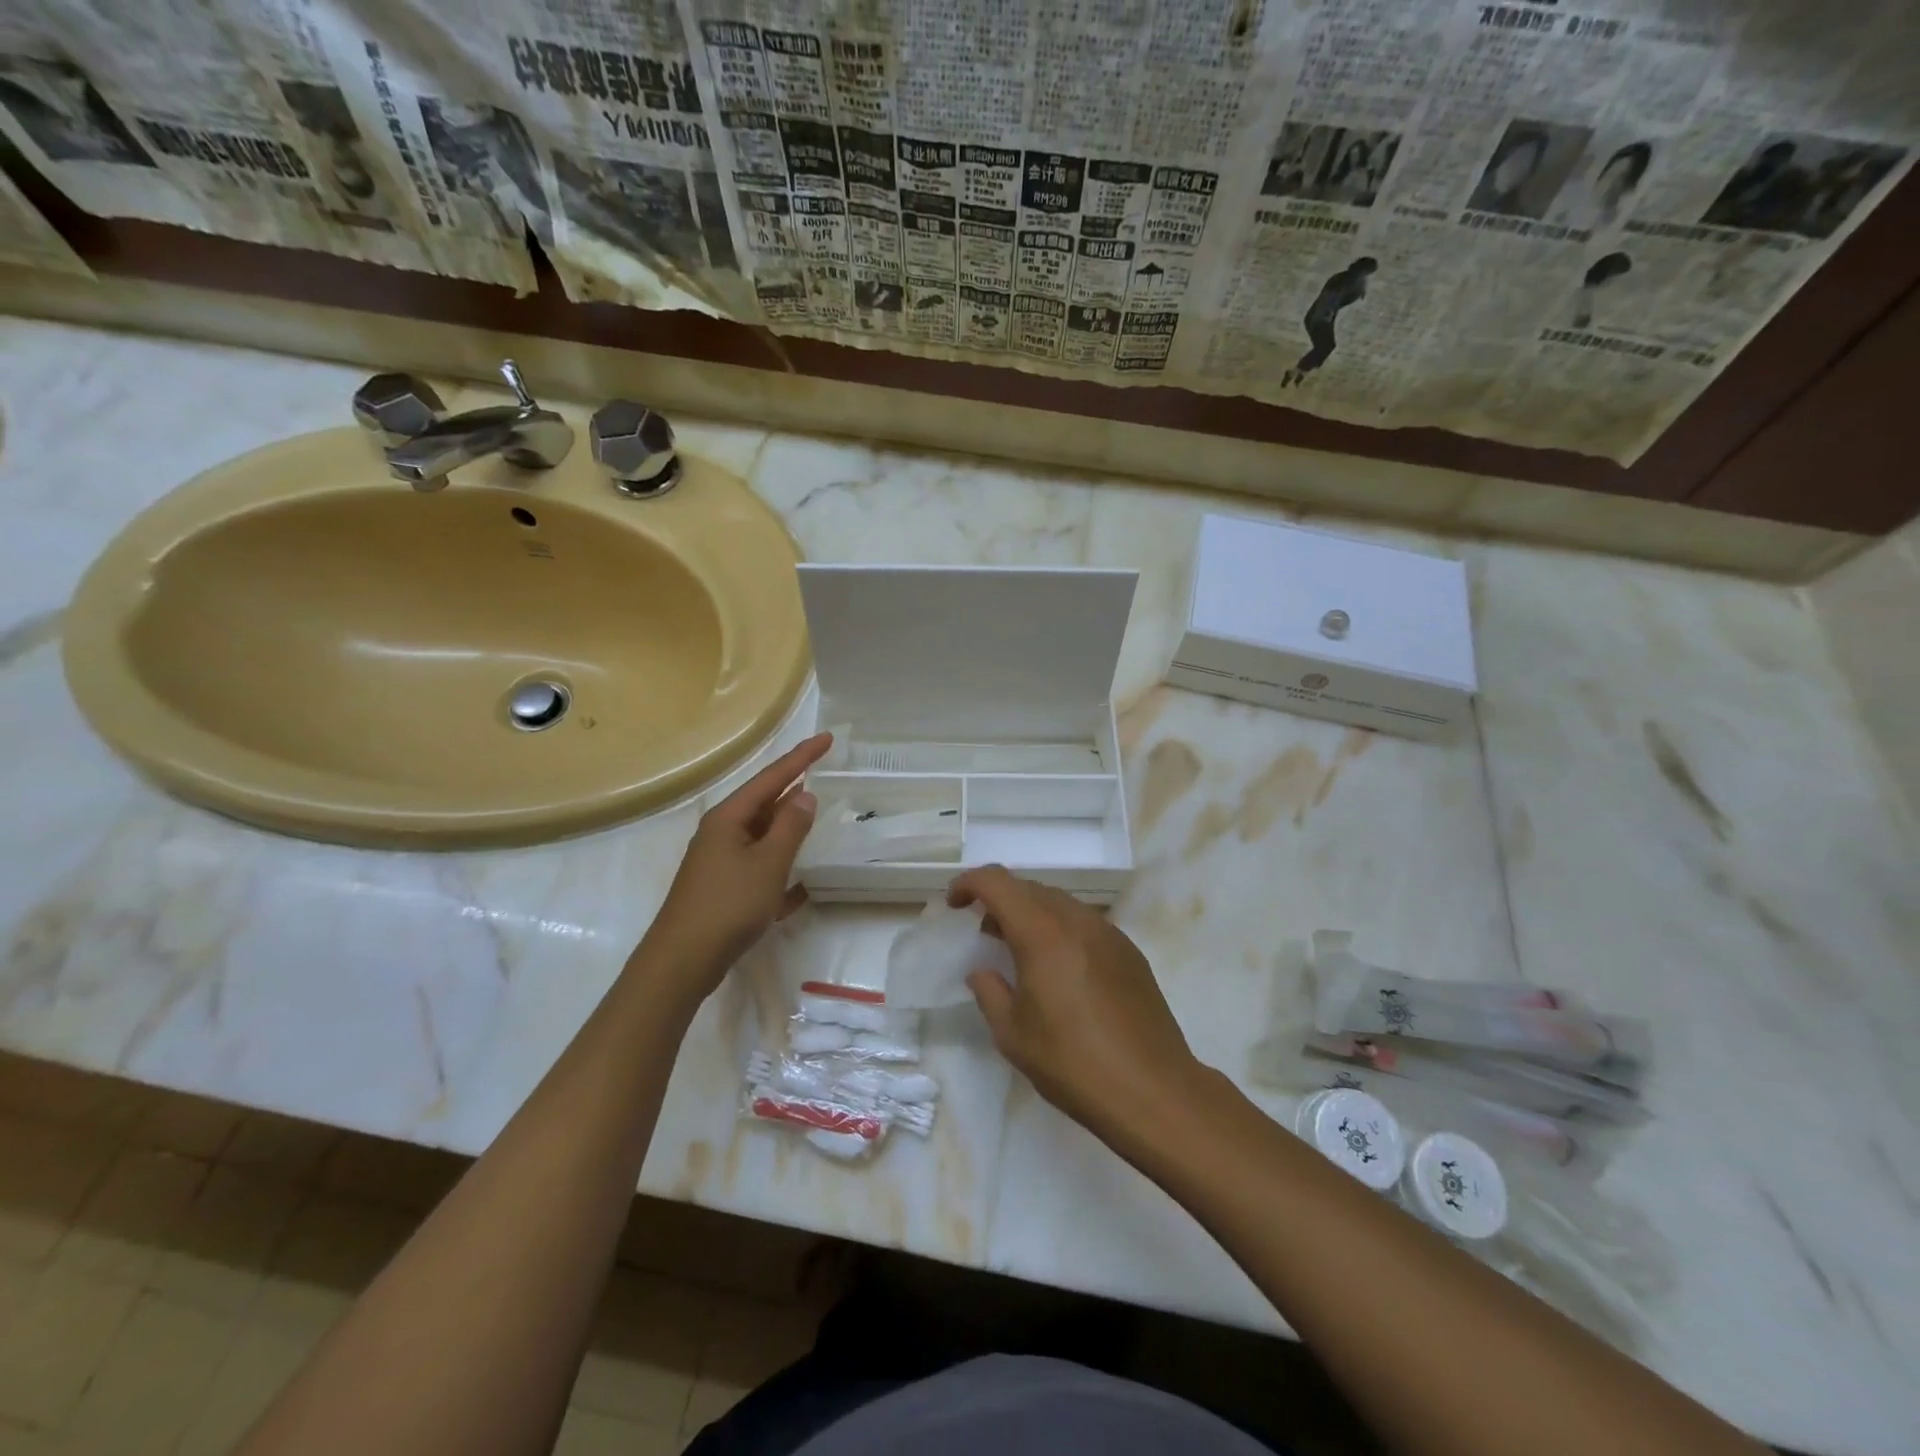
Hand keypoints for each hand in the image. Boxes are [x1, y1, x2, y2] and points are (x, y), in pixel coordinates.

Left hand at [638, 733, 832, 996]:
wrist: (682, 961)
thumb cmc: (728, 905)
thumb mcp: (769, 862)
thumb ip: (790, 827)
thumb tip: (804, 795)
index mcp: (729, 818)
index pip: (772, 777)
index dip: (802, 757)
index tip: (827, 738)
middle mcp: (721, 833)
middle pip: (764, 803)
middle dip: (793, 790)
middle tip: (823, 772)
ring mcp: (719, 862)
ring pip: (761, 836)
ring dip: (788, 830)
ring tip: (815, 820)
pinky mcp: (722, 889)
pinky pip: (758, 868)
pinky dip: (779, 870)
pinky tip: (800, 888)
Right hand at [949, 866, 1201, 1144]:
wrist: (1153, 1090)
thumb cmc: (1073, 1063)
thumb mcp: (1013, 1035)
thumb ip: (989, 992)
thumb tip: (982, 972)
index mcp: (1042, 933)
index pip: (998, 882)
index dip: (970, 883)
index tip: (954, 904)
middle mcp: (1077, 920)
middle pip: (1030, 888)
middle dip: (1000, 900)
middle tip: (984, 933)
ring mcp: (1109, 933)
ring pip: (1059, 903)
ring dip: (1032, 915)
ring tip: (1020, 951)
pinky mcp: (1129, 952)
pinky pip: (1084, 923)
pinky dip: (1060, 930)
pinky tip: (1059, 969)